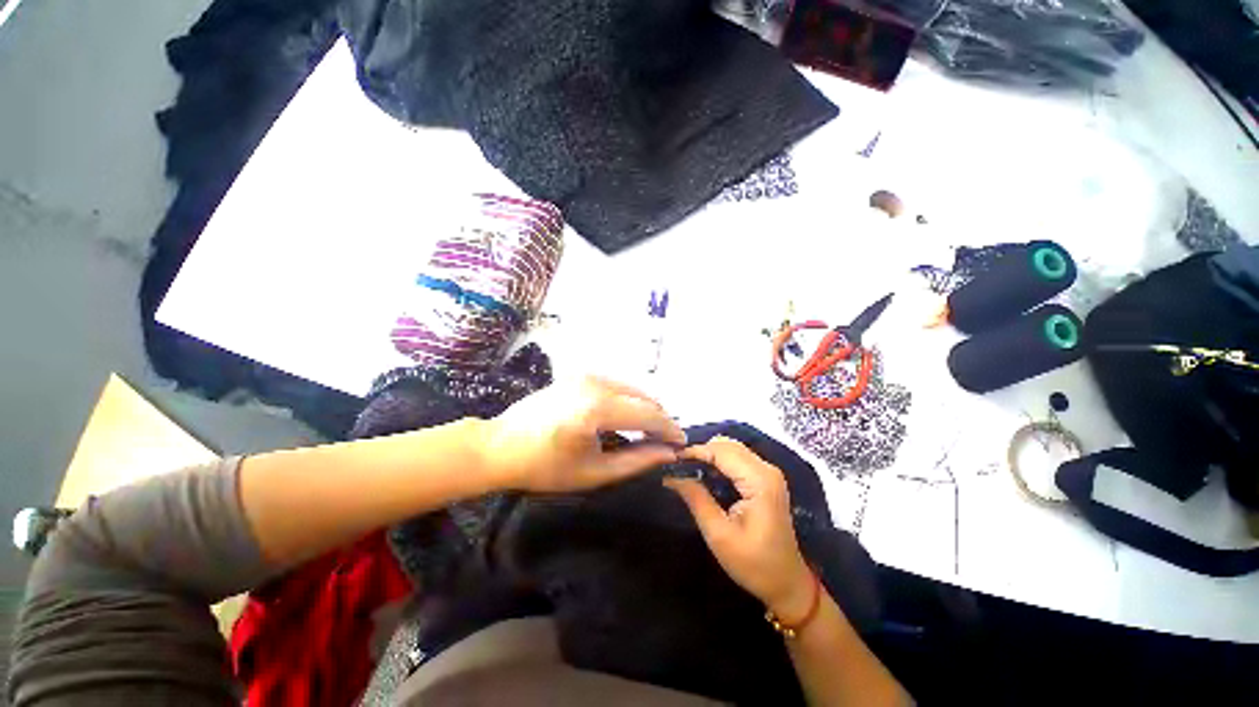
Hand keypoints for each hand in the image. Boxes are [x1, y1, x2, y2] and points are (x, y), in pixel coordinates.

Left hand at [481, 376, 685, 493]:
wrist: (500, 445)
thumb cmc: (544, 467)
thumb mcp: (594, 472)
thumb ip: (637, 461)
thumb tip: (669, 453)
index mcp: (597, 407)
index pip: (648, 413)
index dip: (669, 429)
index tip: (682, 444)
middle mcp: (596, 382)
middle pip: (644, 397)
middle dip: (659, 418)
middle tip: (666, 442)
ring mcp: (586, 375)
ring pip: (632, 388)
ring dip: (645, 408)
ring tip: (649, 432)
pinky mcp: (580, 375)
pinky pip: (617, 385)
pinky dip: (629, 400)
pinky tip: (627, 418)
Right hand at [665, 437, 815, 619]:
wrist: (787, 583)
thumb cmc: (754, 564)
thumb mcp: (719, 535)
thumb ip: (696, 499)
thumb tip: (671, 477)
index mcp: (759, 481)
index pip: (721, 451)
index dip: (695, 451)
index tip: (671, 459)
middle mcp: (767, 470)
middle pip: (728, 445)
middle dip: (701, 450)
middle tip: (677, 464)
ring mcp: (769, 473)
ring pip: (732, 448)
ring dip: (709, 453)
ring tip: (687, 467)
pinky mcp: (766, 478)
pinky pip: (738, 458)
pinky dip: (719, 460)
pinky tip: (705, 472)